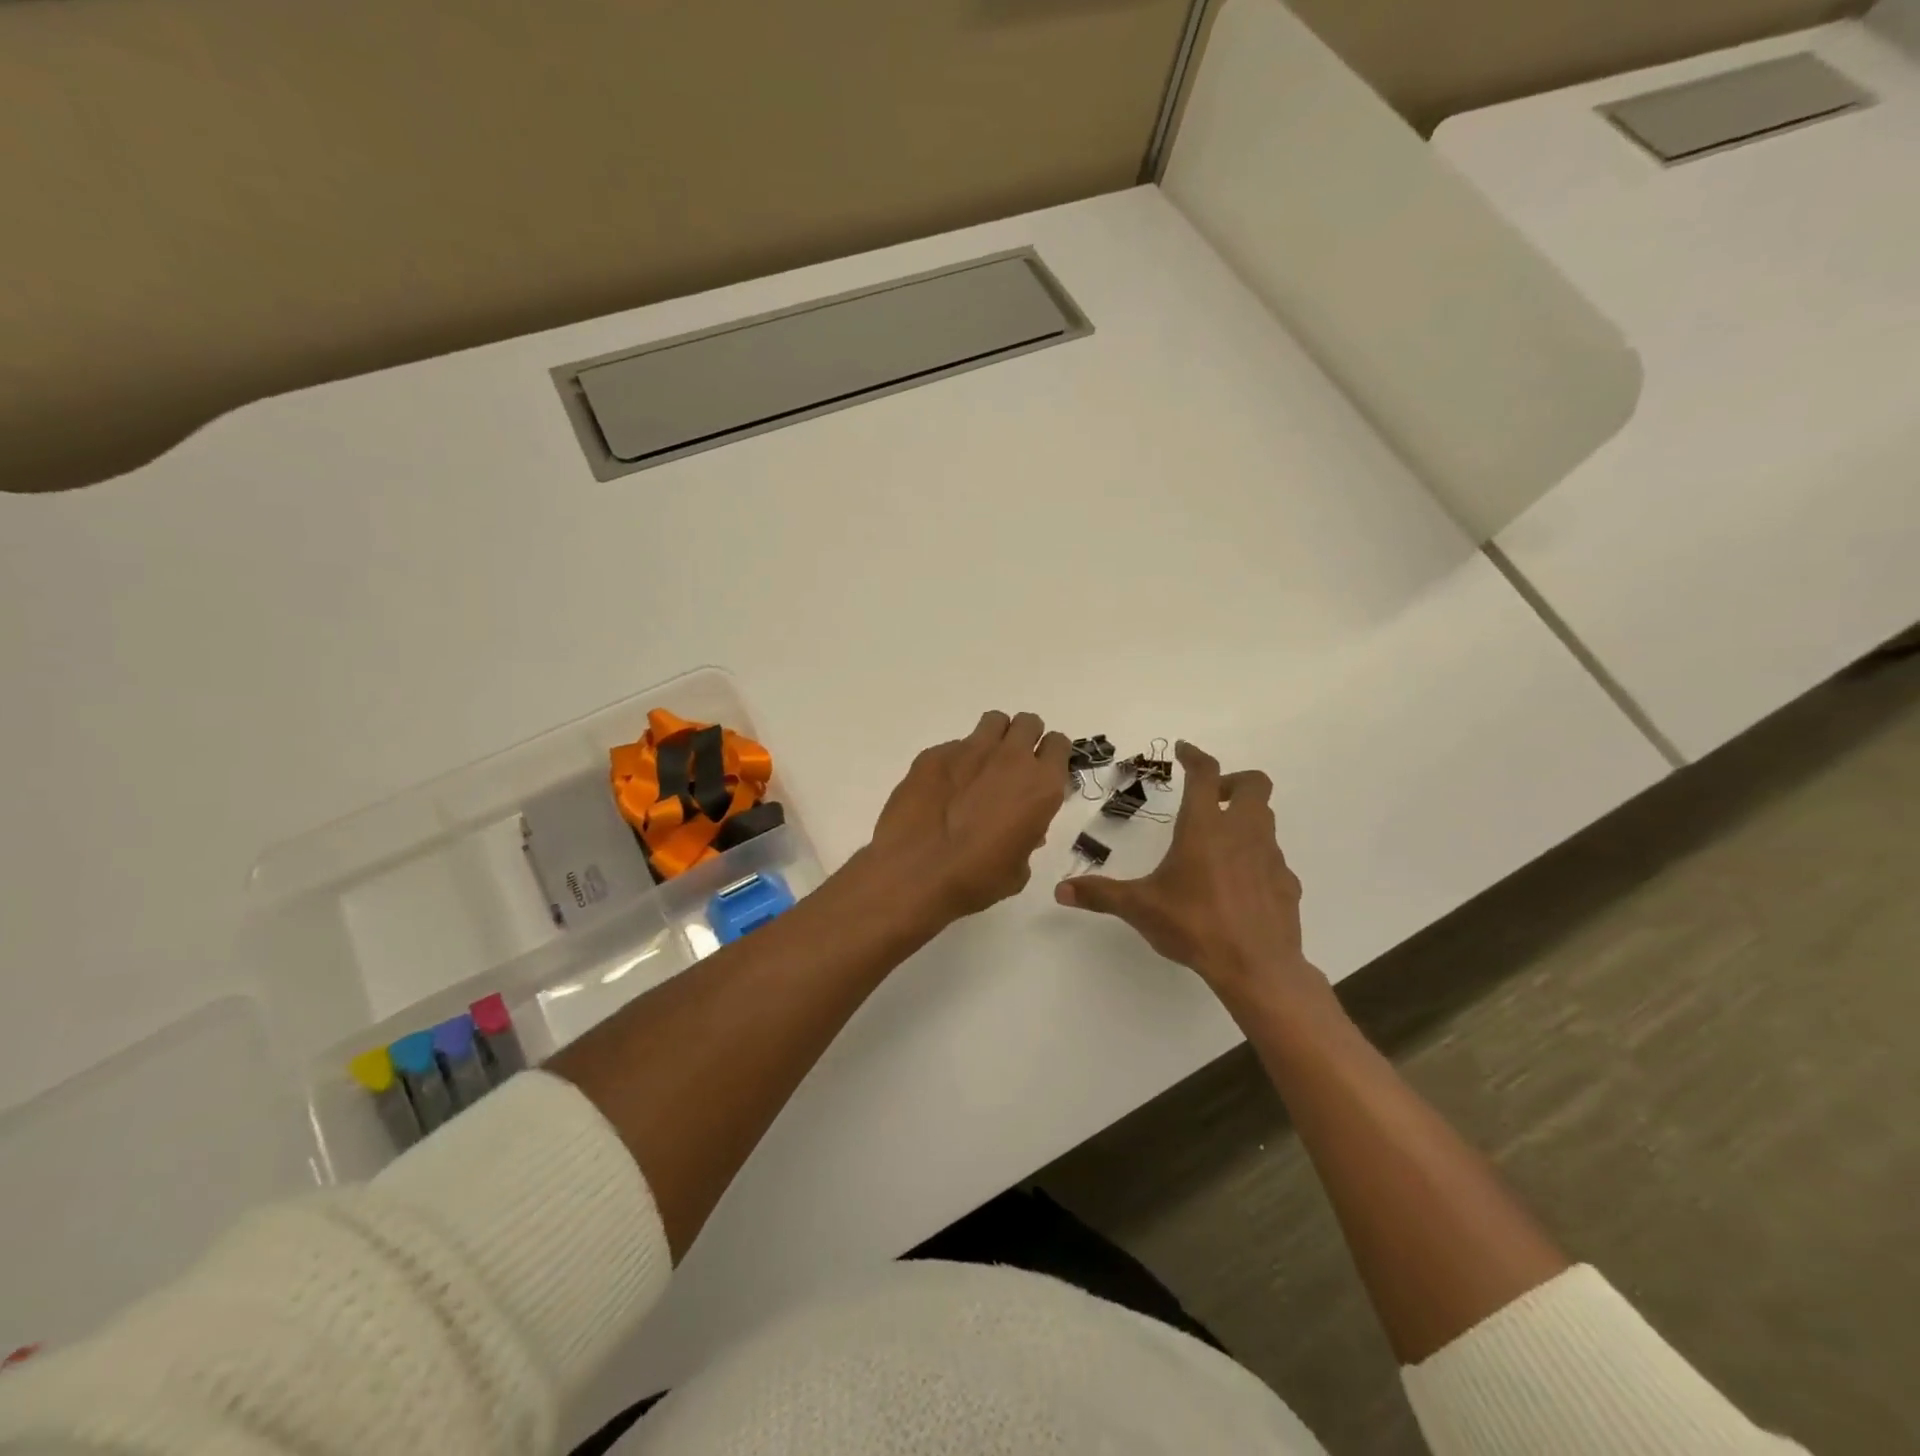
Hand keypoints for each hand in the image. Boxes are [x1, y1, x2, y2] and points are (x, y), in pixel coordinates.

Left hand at [864, 711, 1072, 924]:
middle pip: (1028, 723)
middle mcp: (1010, 758)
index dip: (1051, 756)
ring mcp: (969, 750)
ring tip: (980, 767)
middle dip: (1024, 739)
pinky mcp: (934, 754)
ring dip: (993, 739)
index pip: (1058, 744)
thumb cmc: (976, 879)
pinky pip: (953, 746)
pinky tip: (941, 790)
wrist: (915, 873)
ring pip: (993, 722)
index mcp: (1040, 785)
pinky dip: (954, 762)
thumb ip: (1028, 838)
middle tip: (1011, 767)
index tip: (1041, 771)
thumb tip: (1023, 830)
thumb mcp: (1018, 869)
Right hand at [1055, 742, 1325, 1011]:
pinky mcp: (1286, 883)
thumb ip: (1100, 894)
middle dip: (1233, 782)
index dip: (1195, 756)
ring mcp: (1270, 857)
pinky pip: (1273, 859)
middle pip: (1254, 783)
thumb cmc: (1195, 925)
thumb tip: (1060, 890)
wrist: (1256, 967)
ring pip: (1266, 819)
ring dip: (1245, 819)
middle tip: (1211, 798)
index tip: (1183, 750)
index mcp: (1204, 827)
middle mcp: (1242, 832)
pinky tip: (1238, 885)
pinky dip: (1256, 859)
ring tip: (1219, 842)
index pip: (1205, 773)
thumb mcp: (1140, 908)